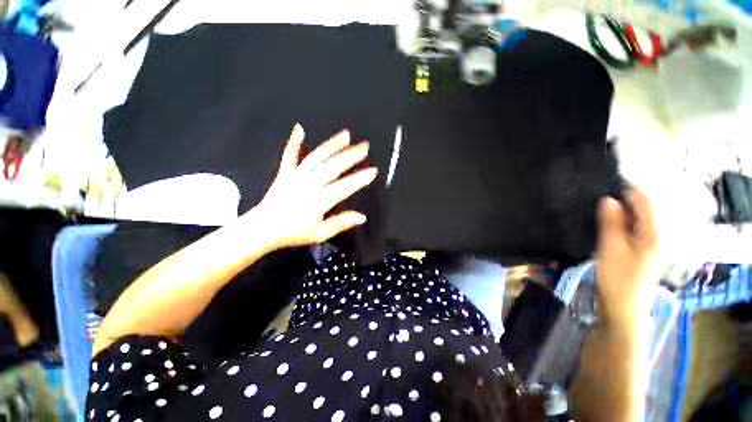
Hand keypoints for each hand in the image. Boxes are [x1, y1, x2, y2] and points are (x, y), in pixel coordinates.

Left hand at [252, 124, 377, 248]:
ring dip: (332, 145)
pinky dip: (294, 142)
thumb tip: (362, 217)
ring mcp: (297, 175)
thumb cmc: (293, 233)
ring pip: (317, 157)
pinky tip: (299, 129)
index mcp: (320, 200)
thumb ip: (341, 223)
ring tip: (345, 134)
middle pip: (334, 166)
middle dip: (351, 155)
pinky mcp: (285, 173)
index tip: (373, 171)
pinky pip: (290, 155)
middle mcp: (310, 183)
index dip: (360, 178)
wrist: (262, 229)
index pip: (345, 186)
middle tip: (365, 146)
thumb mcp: (320, 233)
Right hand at [595, 187, 658, 330]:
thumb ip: (612, 224)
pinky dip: (619, 221)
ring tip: (597, 203)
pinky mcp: (638, 252)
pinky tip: (604, 222)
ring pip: (636, 219)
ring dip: (619, 209)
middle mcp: (655, 236)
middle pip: (642, 209)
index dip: (628, 188)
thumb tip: (608, 199)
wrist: (622, 309)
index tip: (606, 179)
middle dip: (623, 197)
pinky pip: (631, 228)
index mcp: (653, 234)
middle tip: (597, 191)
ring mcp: (647, 245)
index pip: (645, 202)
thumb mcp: (611, 249)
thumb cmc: (617, 280)